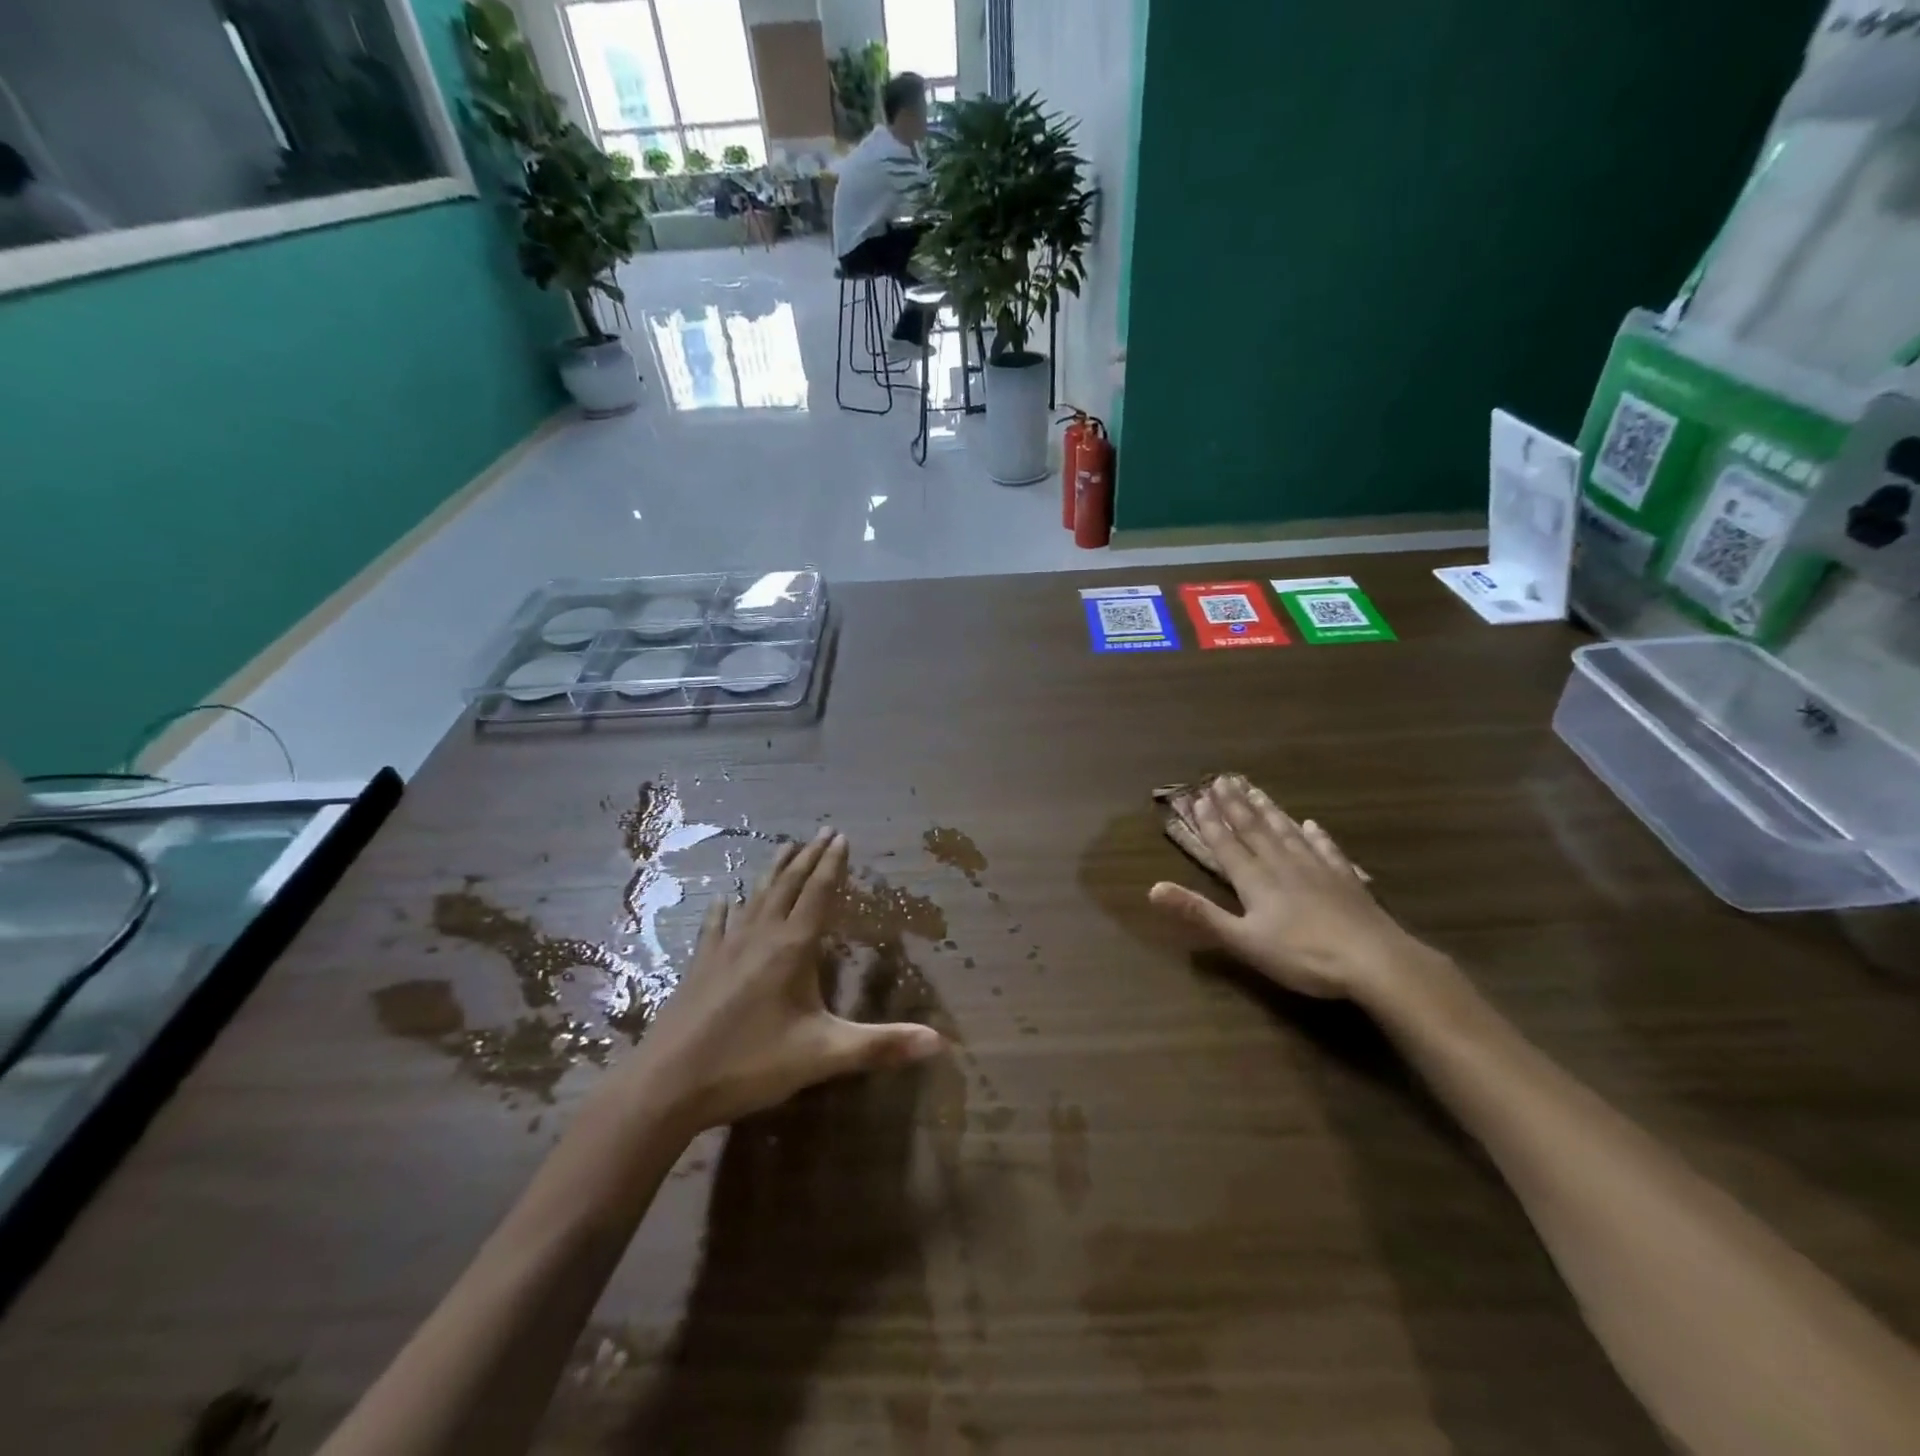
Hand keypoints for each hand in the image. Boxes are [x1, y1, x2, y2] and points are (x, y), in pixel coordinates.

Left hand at [631, 829, 944, 1131]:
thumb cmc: (750, 1064)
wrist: (667, 1085)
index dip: (833, 865)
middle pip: (788, 886)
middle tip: (822, 832)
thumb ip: (881, 1046)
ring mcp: (725, 948)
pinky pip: (716, 926)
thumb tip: (940, 1042)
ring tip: (785, 848)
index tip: (842, 836)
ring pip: (755, 898)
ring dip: (774, 871)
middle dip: (808, 857)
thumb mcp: (823, 1056)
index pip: (818, 894)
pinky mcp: (699, 966)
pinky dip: (725, 908)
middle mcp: (759, 936)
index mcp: (792, 948)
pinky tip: (724, 900)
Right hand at [1148, 776, 1433, 1003]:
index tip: (1197, 797)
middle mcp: (1282, 865)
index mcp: (1255, 880)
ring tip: (1255, 790)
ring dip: (1268, 811)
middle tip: (1221, 780)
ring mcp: (1316, 869)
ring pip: (1286, 832)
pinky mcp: (1345, 879)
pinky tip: (1311, 824)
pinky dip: (1315, 835)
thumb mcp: (1242, 940)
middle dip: (1234, 806)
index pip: (1226, 845)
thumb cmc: (1302, 955)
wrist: (1374, 961)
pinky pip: (1325, 849)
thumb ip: (1199, 913)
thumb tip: (1153, 889)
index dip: (1210, 822)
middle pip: (1254, 830)